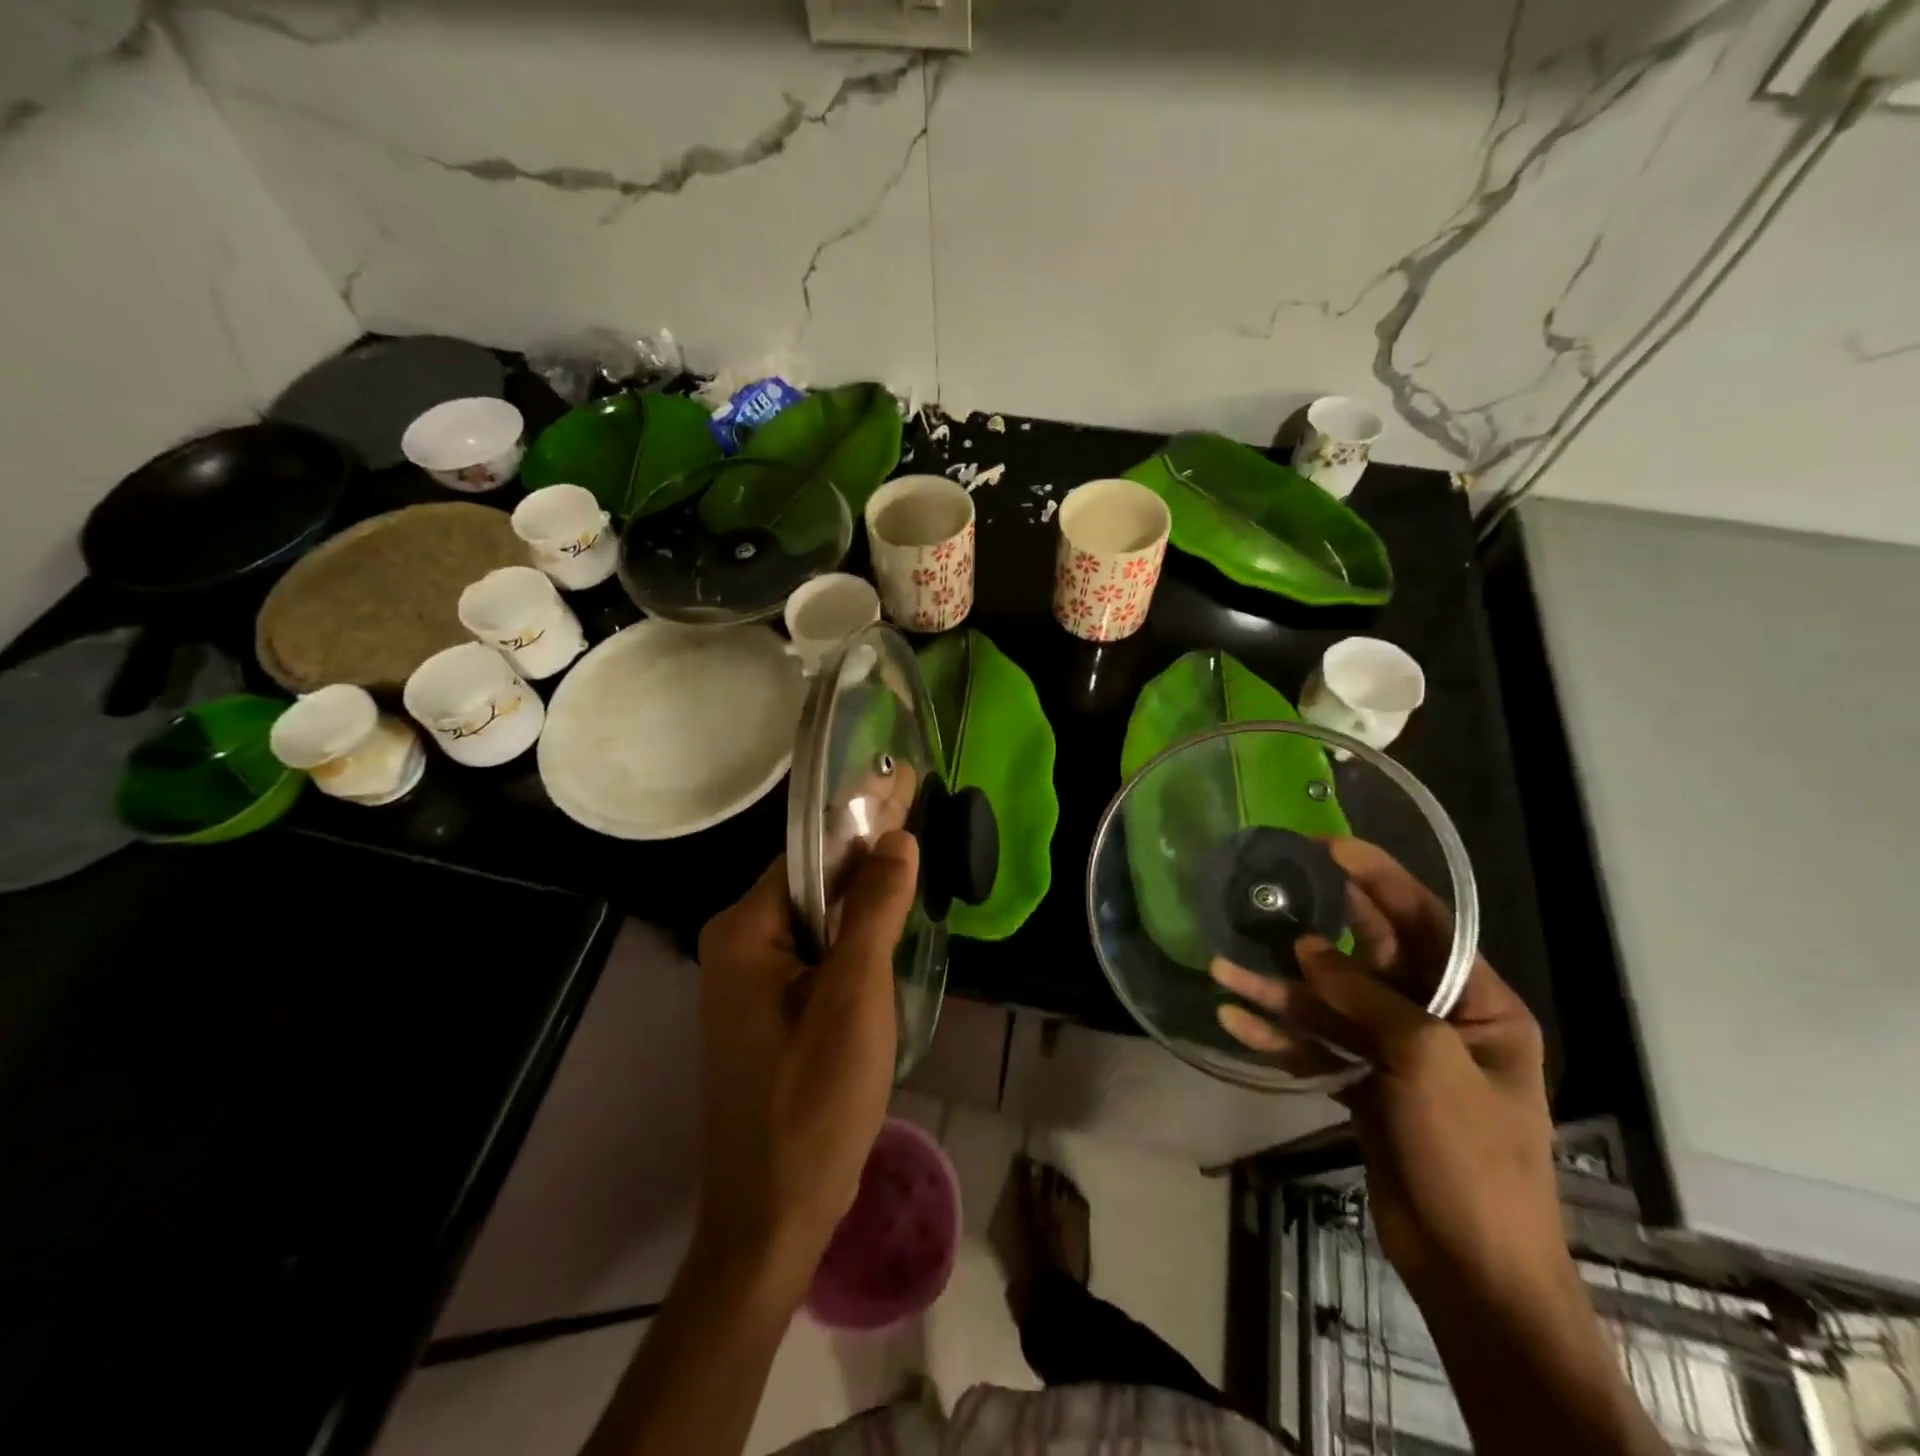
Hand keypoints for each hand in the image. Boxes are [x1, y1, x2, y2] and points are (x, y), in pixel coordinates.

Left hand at [692, 832, 918, 1292]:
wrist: (774, 1213)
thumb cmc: (812, 1101)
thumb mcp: (853, 997)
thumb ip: (874, 911)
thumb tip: (897, 837)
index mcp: (744, 930)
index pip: (810, 852)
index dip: (862, 817)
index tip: (904, 778)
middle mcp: (738, 943)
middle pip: (814, 879)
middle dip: (867, 845)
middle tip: (917, 800)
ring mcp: (752, 978)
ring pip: (819, 915)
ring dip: (866, 889)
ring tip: (914, 844)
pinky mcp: (771, 1007)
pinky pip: (818, 949)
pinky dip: (856, 929)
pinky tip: (891, 913)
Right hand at [1211, 839, 1565, 1303]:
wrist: (1472, 1271)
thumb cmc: (1471, 1159)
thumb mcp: (1427, 1065)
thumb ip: (1366, 1000)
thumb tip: (1304, 950)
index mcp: (1480, 1007)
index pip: (1428, 923)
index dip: (1380, 879)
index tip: (1330, 846)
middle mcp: (1437, 1019)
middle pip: (1366, 957)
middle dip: (1315, 929)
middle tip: (1265, 892)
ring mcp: (1394, 1053)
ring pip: (1327, 1003)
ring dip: (1276, 989)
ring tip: (1221, 968)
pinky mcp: (1362, 1084)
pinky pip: (1314, 1045)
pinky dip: (1277, 1035)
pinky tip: (1234, 1022)